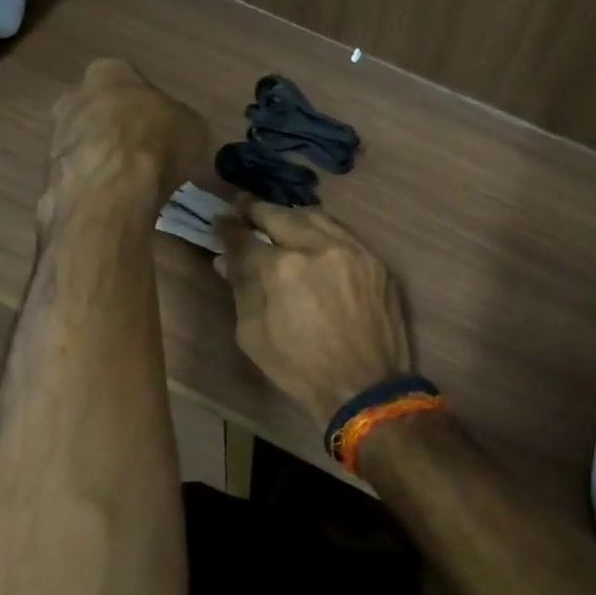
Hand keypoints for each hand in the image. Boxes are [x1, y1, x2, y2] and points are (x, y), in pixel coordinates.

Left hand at [43, 59, 206, 215]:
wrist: (110, 190)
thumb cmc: (156, 143)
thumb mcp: (193, 128)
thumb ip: (179, 124)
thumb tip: (175, 136)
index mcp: (110, 71)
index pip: (131, 82)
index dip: (150, 109)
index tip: (163, 132)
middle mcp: (74, 94)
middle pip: (102, 111)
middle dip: (121, 131)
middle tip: (146, 157)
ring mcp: (55, 133)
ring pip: (86, 142)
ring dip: (104, 159)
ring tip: (131, 185)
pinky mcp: (47, 171)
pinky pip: (78, 173)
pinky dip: (94, 184)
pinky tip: (113, 200)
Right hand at [214, 200, 410, 428]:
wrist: (366, 387)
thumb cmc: (301, 369)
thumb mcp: (254, 335)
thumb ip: (242, 289)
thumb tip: (226, 259)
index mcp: (282, 269)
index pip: (246, 238)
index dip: (228, 228)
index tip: (220, 221)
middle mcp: (318, 247)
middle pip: (281, 216)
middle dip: (257, 210)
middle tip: (243, 207)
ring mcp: (352, 250)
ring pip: (316, 217)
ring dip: (292, 216)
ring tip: (278, 220)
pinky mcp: (375, 261)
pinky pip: (343, 234)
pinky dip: (322, 231)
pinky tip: (314, 238)